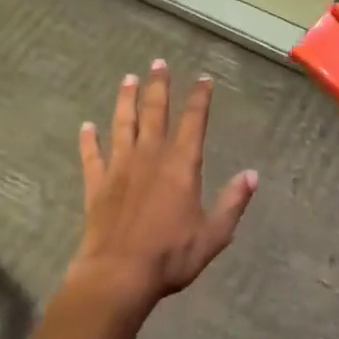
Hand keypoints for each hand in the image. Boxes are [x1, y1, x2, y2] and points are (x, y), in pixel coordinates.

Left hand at [67, 60, 257, 312]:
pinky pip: (92, 156)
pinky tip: (86, 126)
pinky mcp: (97, 184)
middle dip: (159, 86)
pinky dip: (89, 140)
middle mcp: (150, 156)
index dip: (200, 98)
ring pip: (123, 124)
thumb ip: (233, 202)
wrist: (118, 276)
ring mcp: (120, 167)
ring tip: (128, 78)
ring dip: (127, 100)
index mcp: (181, 165)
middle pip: (155, 112)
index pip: (194, 121)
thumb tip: (252, 174)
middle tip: (159, 63)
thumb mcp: (213, 234)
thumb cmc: (170, 256)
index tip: (203, 79)